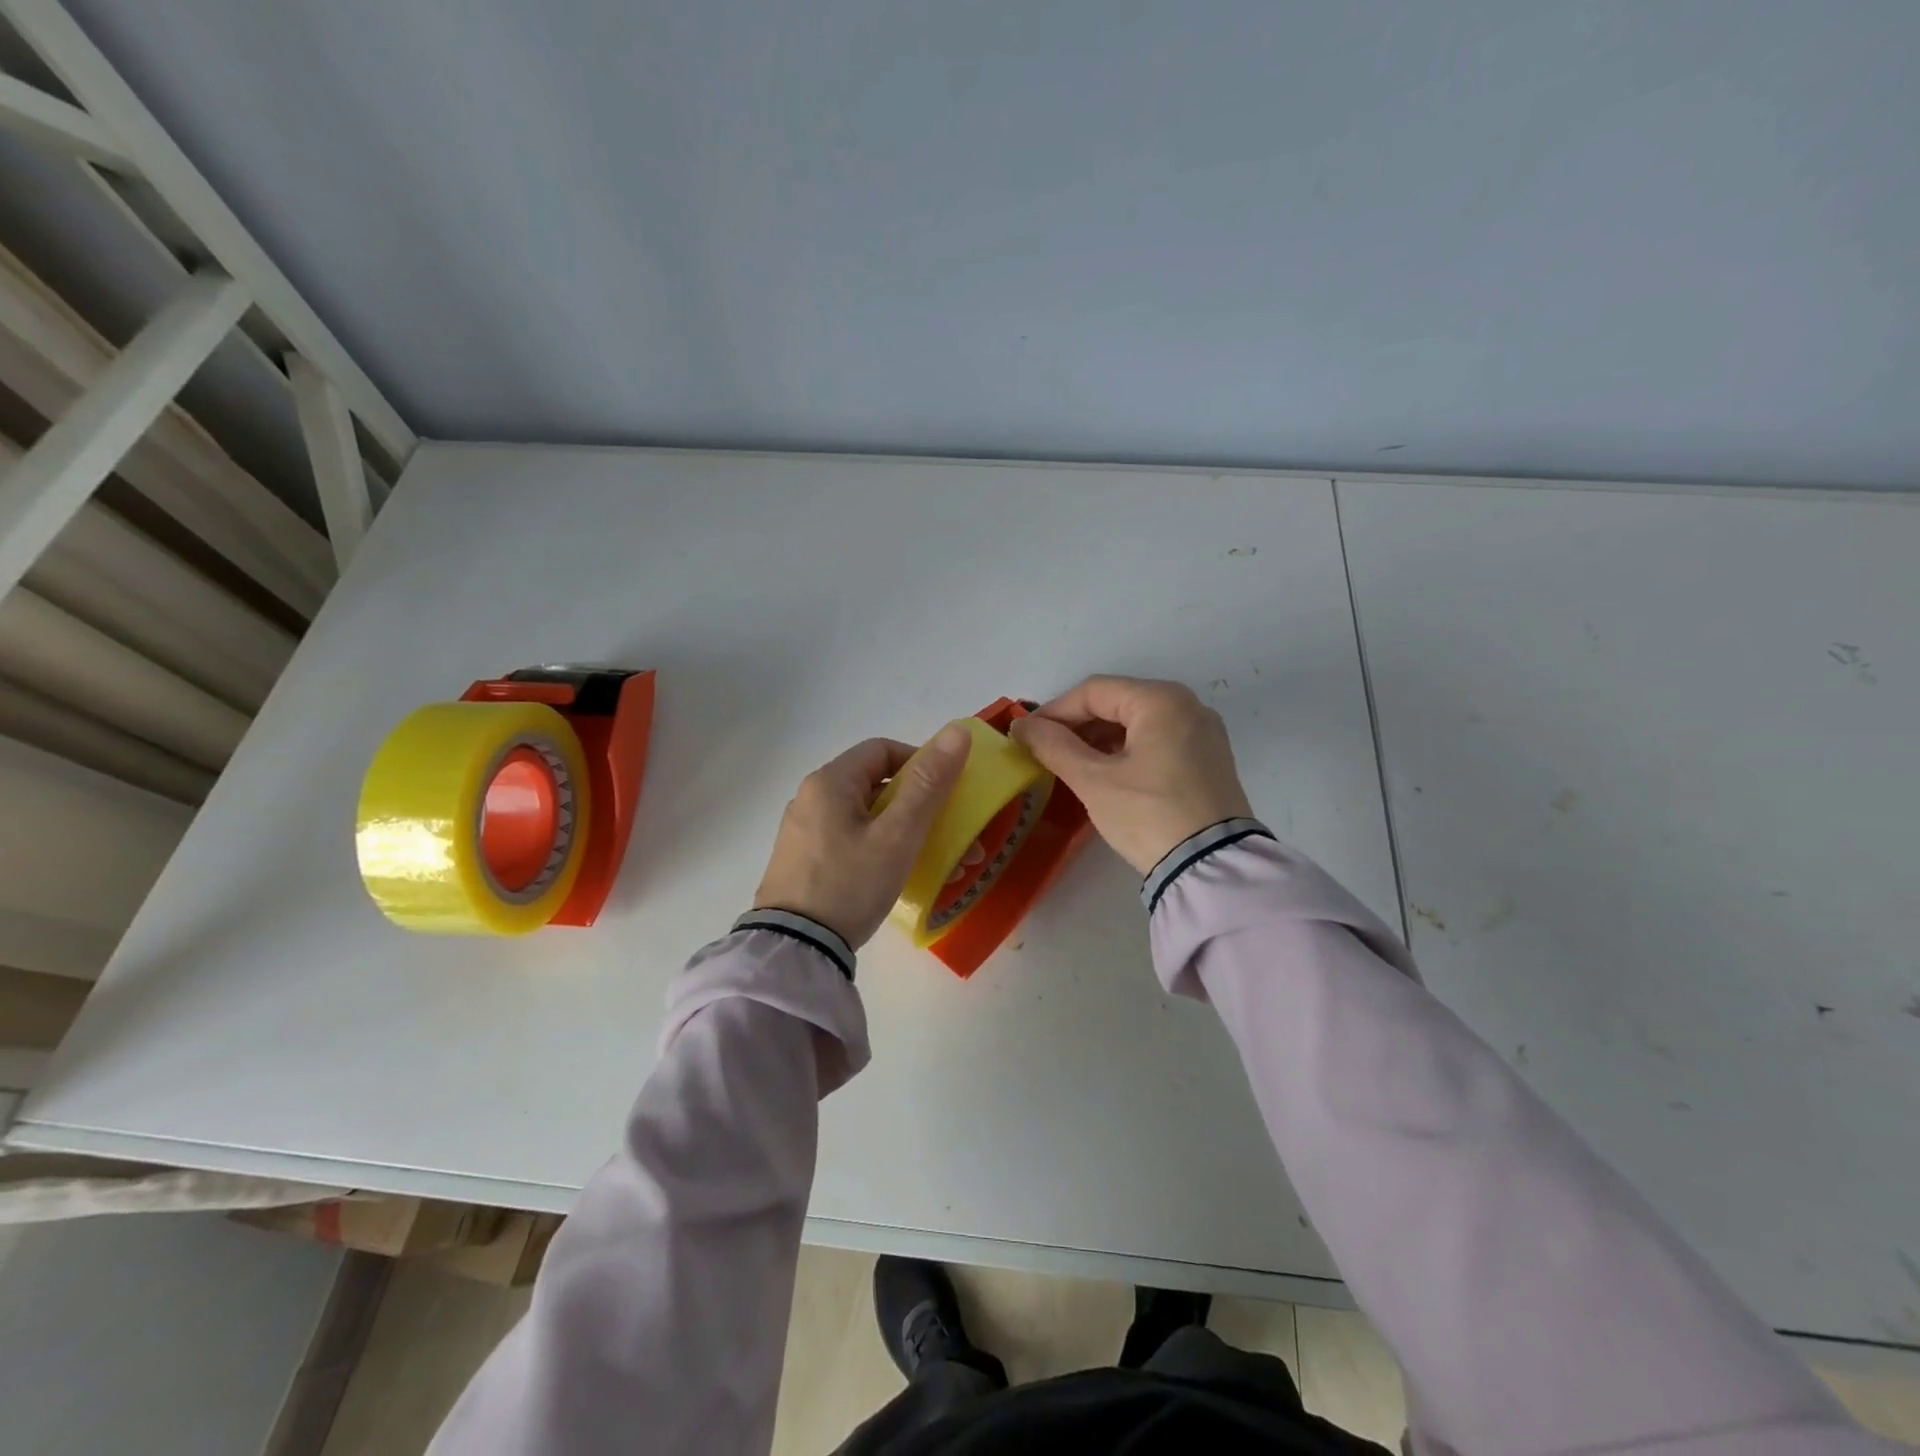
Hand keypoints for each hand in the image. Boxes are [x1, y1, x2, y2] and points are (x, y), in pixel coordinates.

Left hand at [753, 727, 971, 945]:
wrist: (795, 950)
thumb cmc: (850, 884)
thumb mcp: (898, 835)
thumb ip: (928, 784)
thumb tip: (957, 731)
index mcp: (829, 782)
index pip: (882, 749)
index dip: (920, 762)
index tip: (946, 791)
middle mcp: (810, 798)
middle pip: (873, 782)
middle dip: (916, 801)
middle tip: (946, 830)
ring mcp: (802, 831)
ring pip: (863, 813)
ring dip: (900, 827)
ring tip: (930, 858)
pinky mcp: (801, 860)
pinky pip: (848, 837)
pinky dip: (876, 845)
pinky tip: (894, 874)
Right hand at [1010, 676, 1252, 875]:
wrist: (1212, 868)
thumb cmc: (1148, 815)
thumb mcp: (1094, 781)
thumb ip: (1054, 747)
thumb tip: (1022, 727)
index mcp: (1162, 700)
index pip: (1094, 691)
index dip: (1054, 711)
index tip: (1025, 735)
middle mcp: (1188, 706)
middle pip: (1118, 702)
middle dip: (1077, 725)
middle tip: (1043, 751)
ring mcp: (1203, 733)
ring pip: (1138, 723)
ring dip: (1099, 739)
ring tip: (1069, 764)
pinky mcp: (1209, 760)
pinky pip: (1157, 741)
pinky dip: (1126, 751)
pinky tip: (1104, 773)